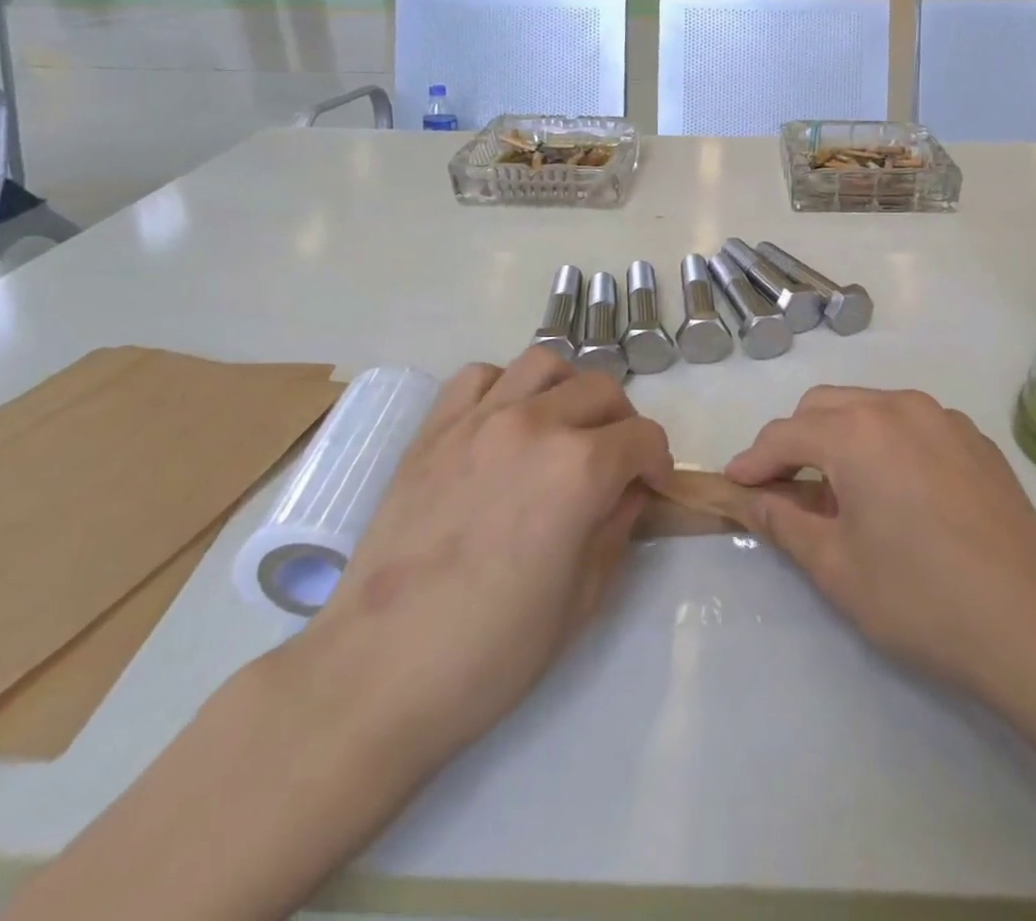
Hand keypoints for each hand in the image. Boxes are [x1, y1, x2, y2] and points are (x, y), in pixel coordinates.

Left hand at [291, 348, 671, 763]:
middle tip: (614, 462)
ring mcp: (478, 419)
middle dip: (622, 423)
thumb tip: (630, 490)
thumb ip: (617, 528)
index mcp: (579, 469)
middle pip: (601, 389)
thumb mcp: (583, 599)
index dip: (658, 462)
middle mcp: (534, 425)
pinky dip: (505, 387)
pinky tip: (504, 424)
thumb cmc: (492, 652)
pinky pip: (480, 376)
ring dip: (568, 389)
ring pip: (544, 363)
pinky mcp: (434, 428)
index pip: (643, 437)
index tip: (651, 487)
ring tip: (563, 427)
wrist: (377, 673)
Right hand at [726, 386, 1035, 700]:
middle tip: (783, 491)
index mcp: (858, 432)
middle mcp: (898, 406)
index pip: (785, 435)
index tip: (734, 486)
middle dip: (794, 442)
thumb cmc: (923, 600)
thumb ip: (783, 522)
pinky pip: (911, 424)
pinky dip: (885, 443)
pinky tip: (897, 493)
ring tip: (840, 493)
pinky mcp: (975, 439)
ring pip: (869, 409)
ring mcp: (943, 418)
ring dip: (840, 438)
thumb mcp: (837, 568)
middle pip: (824, 408)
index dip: (753, 461)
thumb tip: (749, 499)